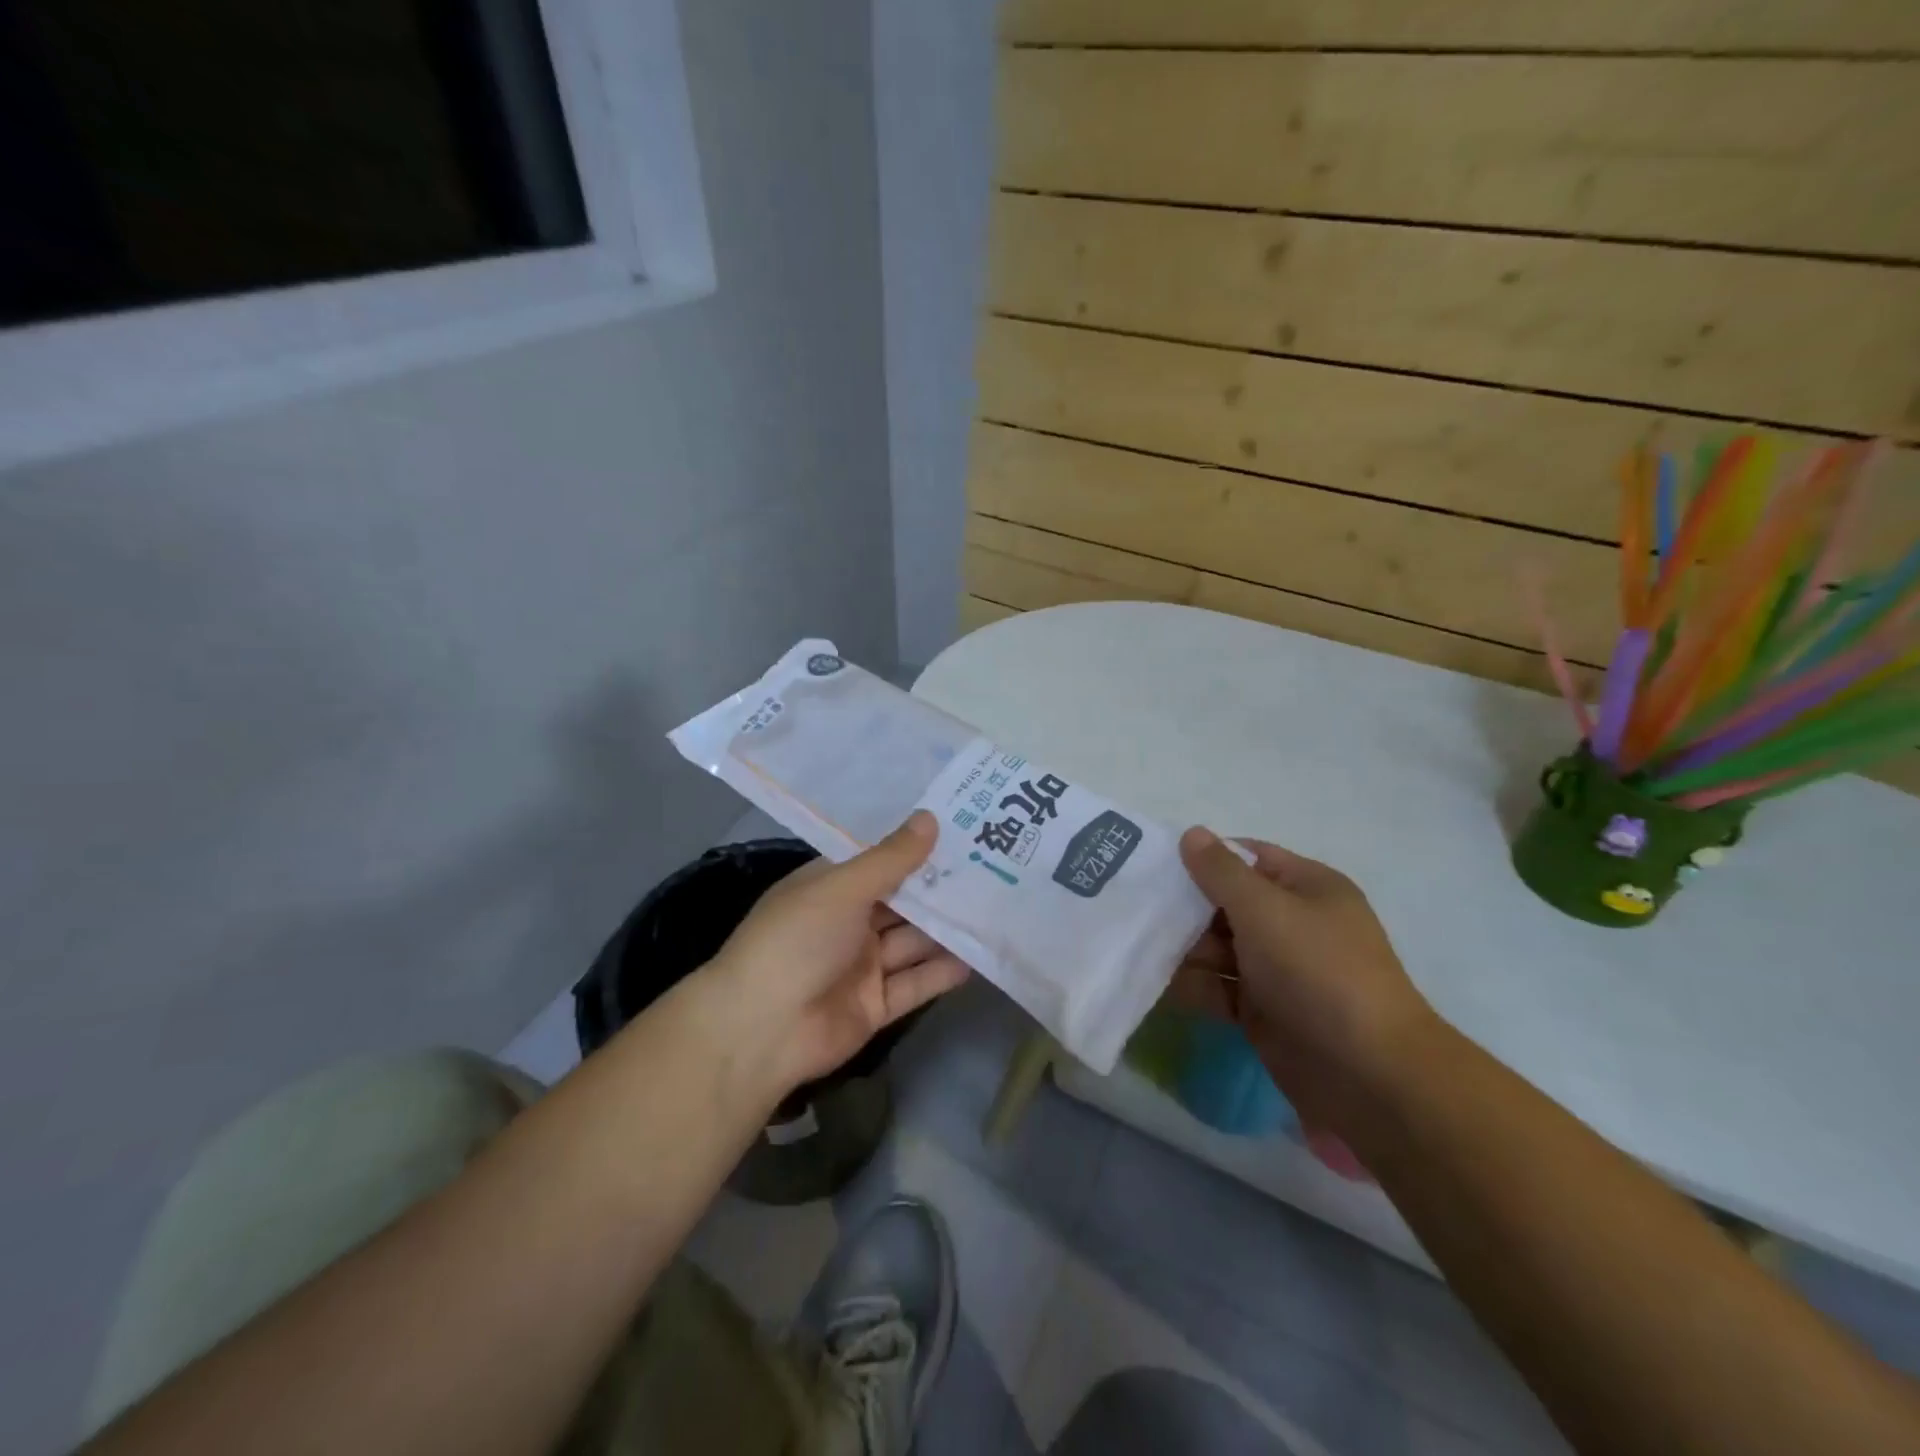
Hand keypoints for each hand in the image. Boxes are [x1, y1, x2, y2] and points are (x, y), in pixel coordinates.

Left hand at [705, 811, 969, 1095]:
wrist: (761, 1030)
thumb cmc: (796, 940)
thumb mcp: (843, 888)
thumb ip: (891, 859)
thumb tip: (930, 818)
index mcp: (830, 888)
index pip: (880, 862)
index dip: (917, 849)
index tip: (962, 832)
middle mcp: (848, 923)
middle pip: (902, 902)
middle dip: (941, 889)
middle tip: (993, 868)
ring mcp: (862, 966)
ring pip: (913, 942)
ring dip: (947, 929)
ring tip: (997, 908)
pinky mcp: (876, 1005)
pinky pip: (915, 983)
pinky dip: (942, 971)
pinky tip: (979, 956)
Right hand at [1167, 828, 1437, 1130]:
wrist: (1367, 1073)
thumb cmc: (1316, 970)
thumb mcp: (1265, 909)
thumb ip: (1221, 871)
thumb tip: (1191, 833)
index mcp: (1307, 888)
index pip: (1248, 858)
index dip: (1205, 857)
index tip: (1156, 862)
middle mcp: (1293, 924)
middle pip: (1227, 903)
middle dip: (1185, 906)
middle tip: (1136, 906)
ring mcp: (1278, 969)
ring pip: (1219, 948)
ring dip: (1183, 948)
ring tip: (1138, 946)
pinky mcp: (1263, 1010)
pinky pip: (1219, 988)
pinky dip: (1192, 985)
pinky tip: (1155, 983)